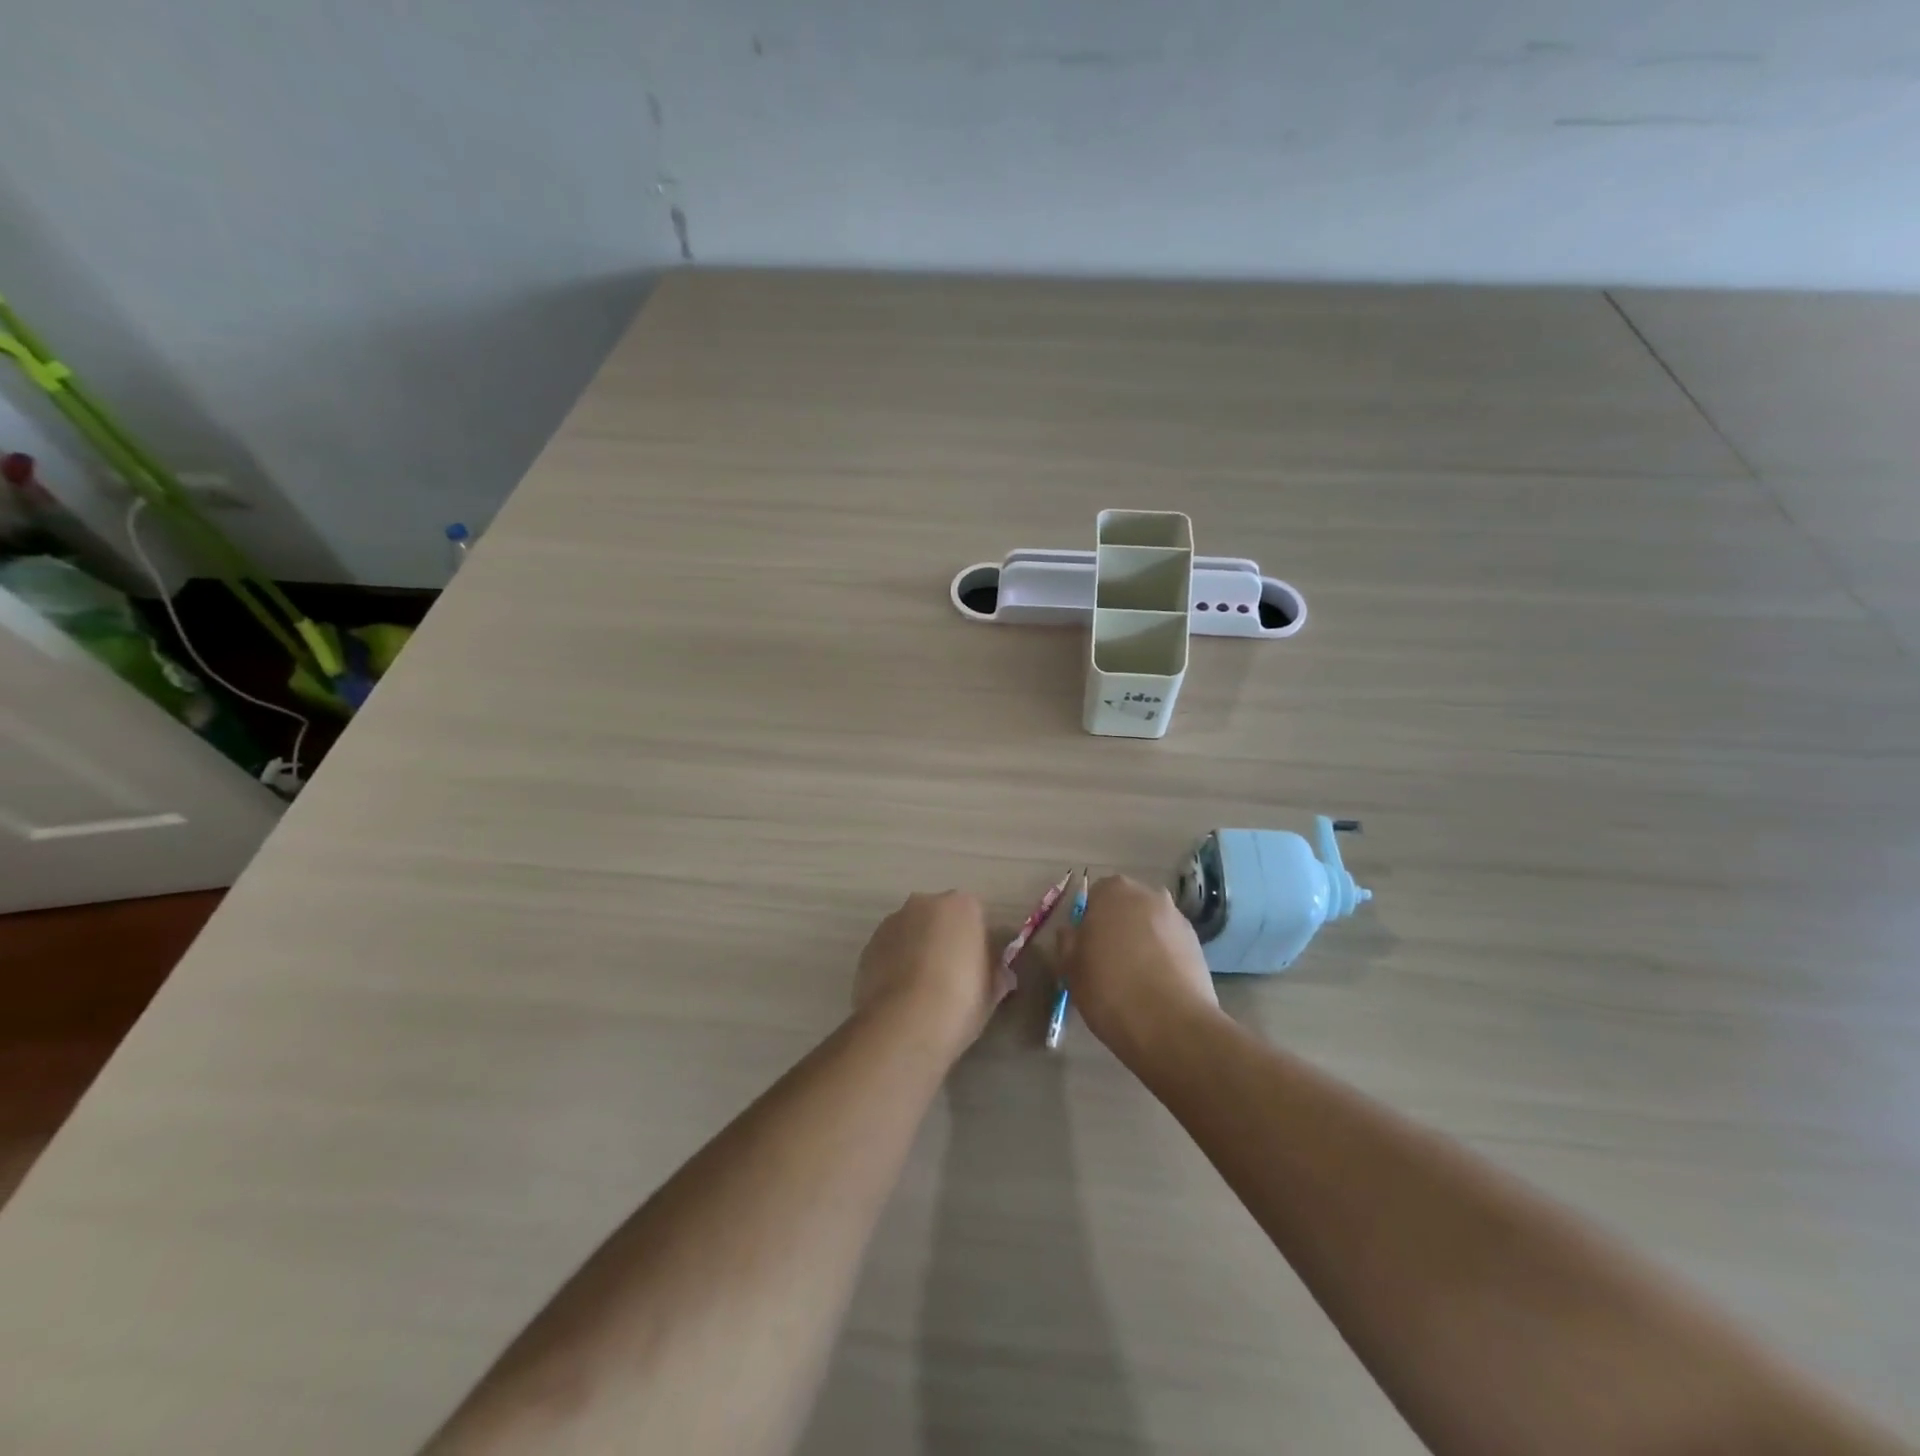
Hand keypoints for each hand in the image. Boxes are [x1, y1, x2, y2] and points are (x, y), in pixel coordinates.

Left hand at [855, 891, 1011, 1050]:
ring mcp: (892, 922)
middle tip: (951, 977)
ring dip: (917, 950)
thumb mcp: (992, 991)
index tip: (977, 969)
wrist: (905, 1024)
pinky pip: (889, 950)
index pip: (976, 916)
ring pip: (911, 932)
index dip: (977, 943)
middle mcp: (924, 903)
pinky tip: (901, 996)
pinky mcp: (867, 946)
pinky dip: (895, 965)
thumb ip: (996, 973)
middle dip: (944, 939)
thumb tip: (999, 974)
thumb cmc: (961, 1000)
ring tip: (921, 991)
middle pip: (939, 918)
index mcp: (962, 905)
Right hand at [1058, 875, 1219, 1061]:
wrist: (1170, 1024)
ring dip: (1142, 941)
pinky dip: (1163, 958)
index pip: (1096, 895)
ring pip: (1151, 925)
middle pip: (1127, 906)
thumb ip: (1068, 942)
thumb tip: (1071, 932)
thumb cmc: (1109, 988)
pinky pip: (1171, 945)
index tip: (1086, 947)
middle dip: (1118, 927)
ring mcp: (1178, 919)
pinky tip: (1157, 986)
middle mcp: (1149, 895)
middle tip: (1108, 961)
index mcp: (1114, 891)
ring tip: (1135, 978)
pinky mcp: (1198, 945)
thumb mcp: (1071, 968)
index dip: (1089, 920)